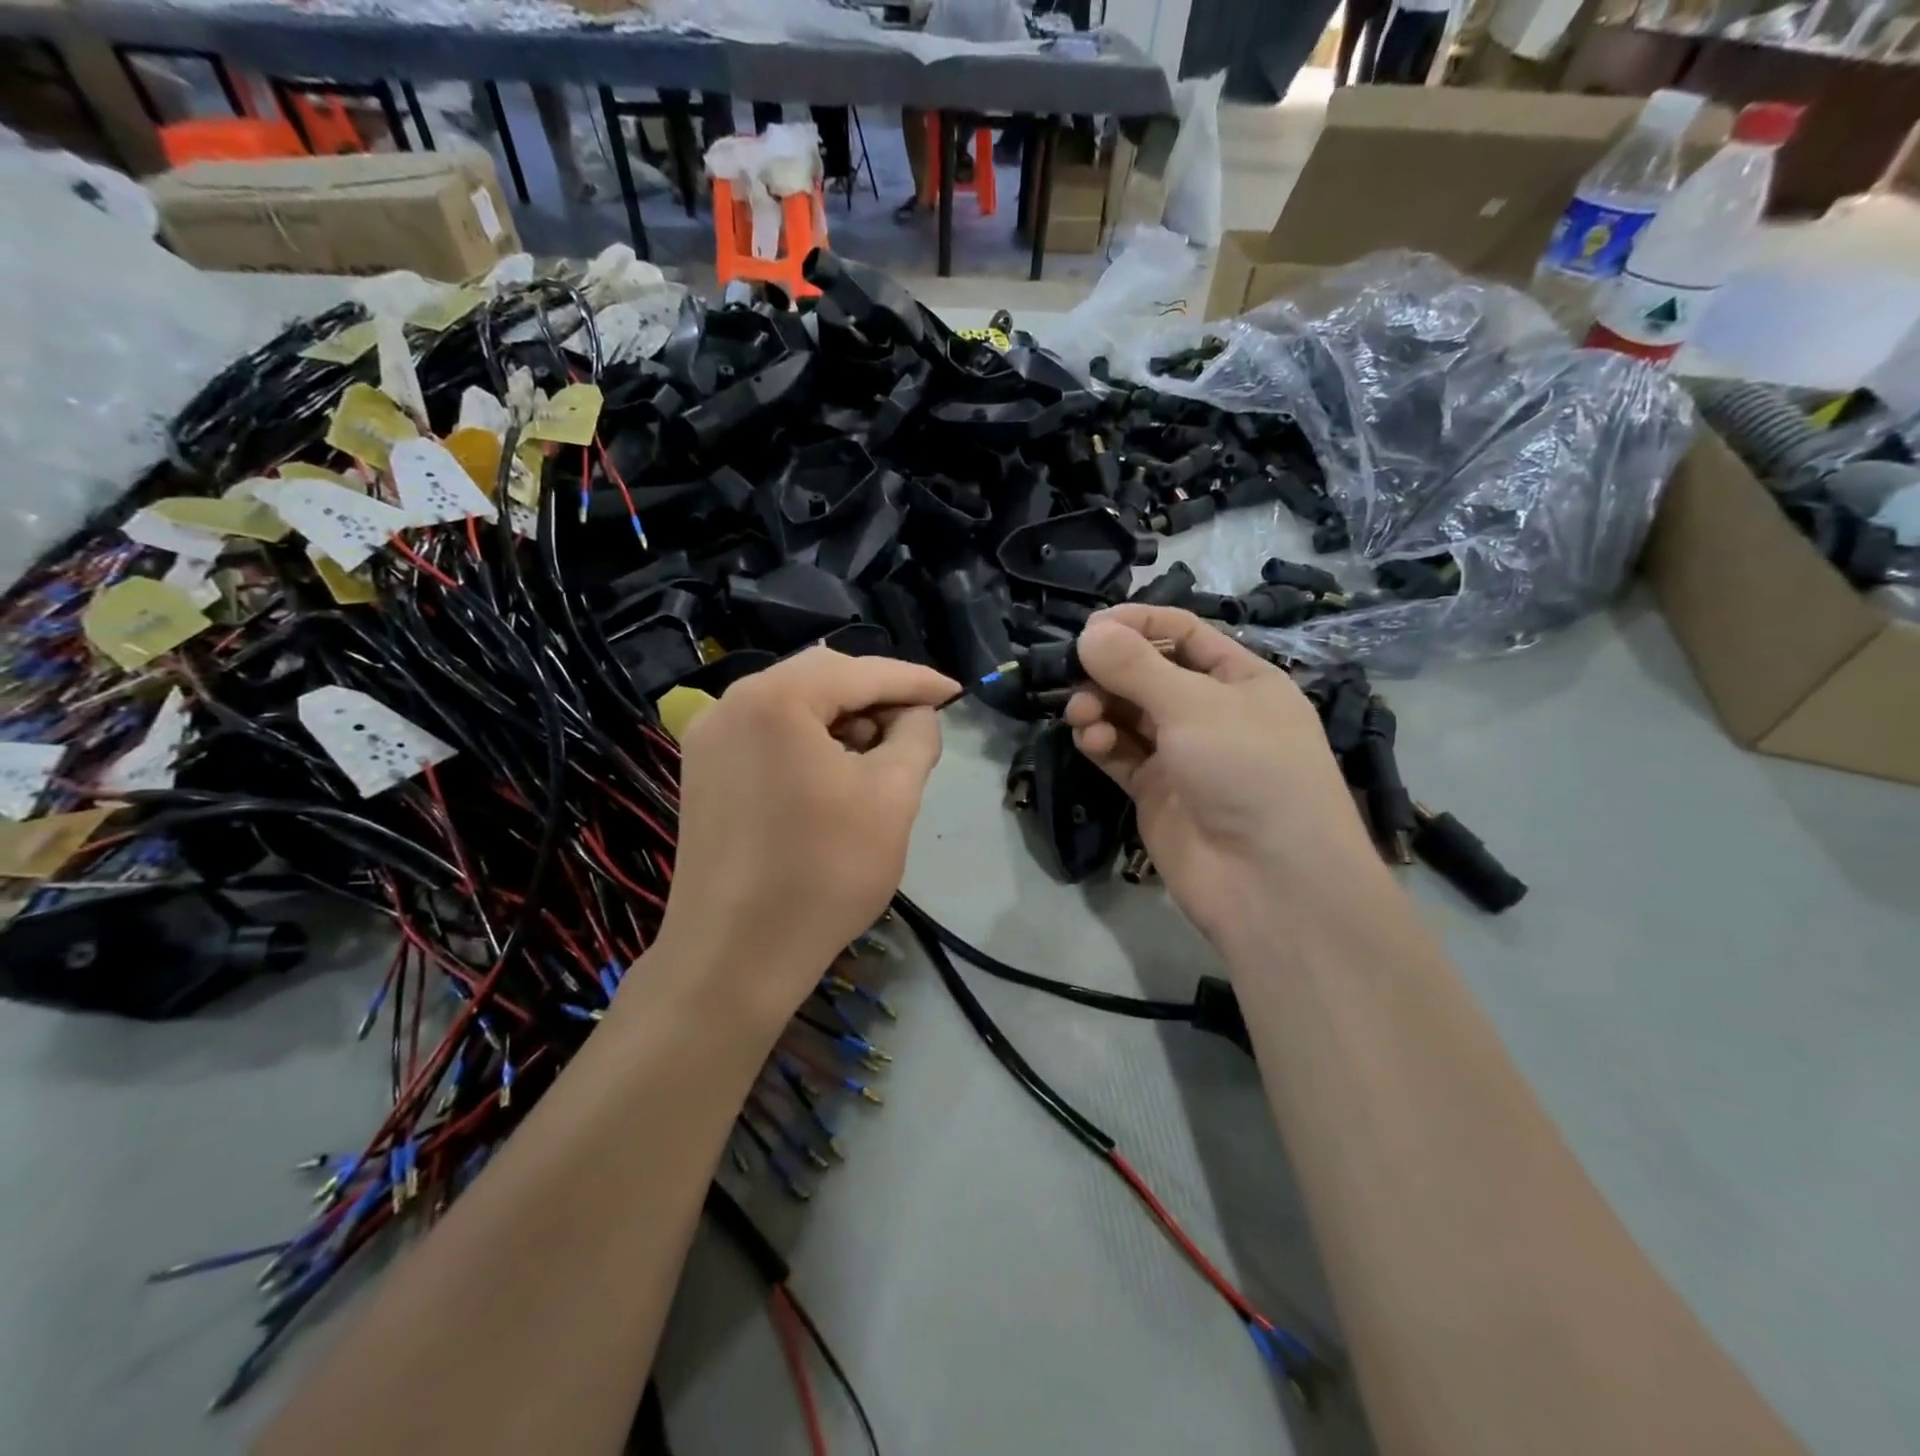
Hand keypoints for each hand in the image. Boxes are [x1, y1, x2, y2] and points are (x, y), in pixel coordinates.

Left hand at [655, 648, 957, 1026]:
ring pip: (791, 704)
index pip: (861, 672)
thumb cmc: (823, 873)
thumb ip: (916, 738)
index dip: (915, 680)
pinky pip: (767, 732)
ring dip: (842, 717)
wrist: (735, 956)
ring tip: (882, 750)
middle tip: (920, 720)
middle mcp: (731, 703)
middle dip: (876, 695)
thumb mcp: (891, 798)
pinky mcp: (703, 771)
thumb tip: (917, 714)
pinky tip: (835, 768)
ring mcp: (709, 738)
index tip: (955, 692)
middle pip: (821, 678)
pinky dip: (808, 738)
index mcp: (775, 699)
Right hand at [1065, 606, 1382, 953]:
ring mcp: (1183, 755)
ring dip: (1100, 706)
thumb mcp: (1196, 706)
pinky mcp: (1156, 791)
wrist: (1270, 883)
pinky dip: (1102, 742)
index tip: (1091, 627)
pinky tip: (1090, 741)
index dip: (1138, 623)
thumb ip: (1137, 667)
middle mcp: (1212, 712)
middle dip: (1110, 670)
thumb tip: (1089, 633)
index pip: (1184, 634)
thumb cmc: (1248, 770)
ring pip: (1128, 715)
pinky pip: (1121, 754)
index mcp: (1241, 679)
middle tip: (1074, 673)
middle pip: (1149, 674)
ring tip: (1081, 714)